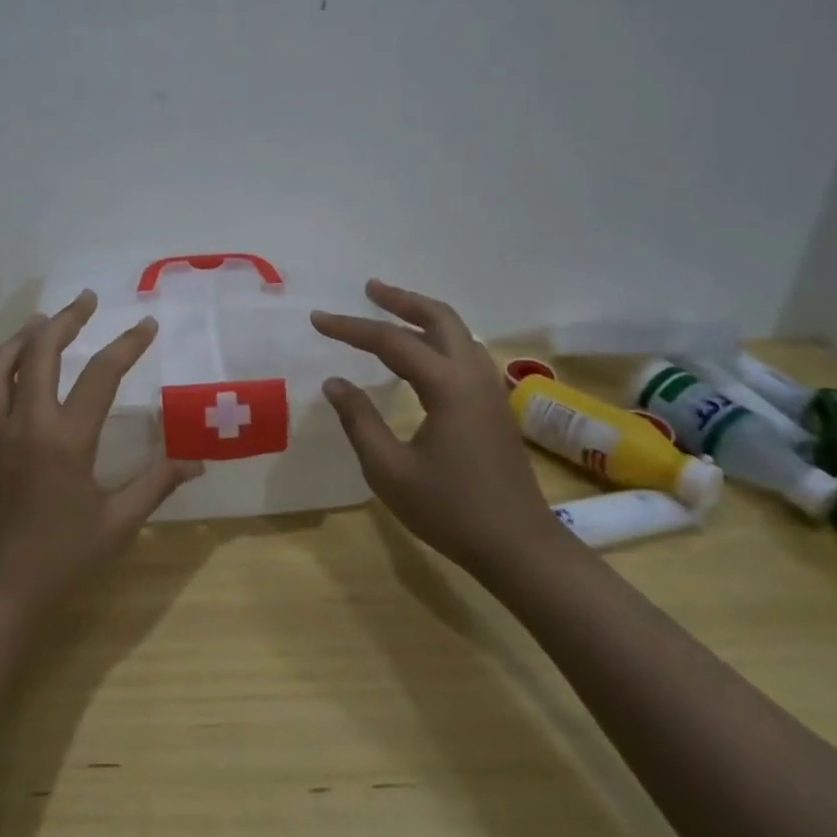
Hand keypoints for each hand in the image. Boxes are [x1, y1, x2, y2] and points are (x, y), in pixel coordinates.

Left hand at [0, 291, 202, 615]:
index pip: (101, 375)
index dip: (127, 344)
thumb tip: (198, 461)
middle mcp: (27, 424)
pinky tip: (8, 368)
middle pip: (41, 352)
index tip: (146, 324)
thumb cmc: (63, 556)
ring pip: (0, 366)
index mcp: (66, 439)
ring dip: (22, 337)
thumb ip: (157, 483)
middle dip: (66, 320)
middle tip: (87, 300)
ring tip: (42, 321)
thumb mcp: (119, 522)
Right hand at [312, 280, 562, 573]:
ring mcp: (489, 389)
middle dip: (401, 300)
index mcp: (447, 386)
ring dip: (423, 315)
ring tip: (391, 310)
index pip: (391, 341)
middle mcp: (472, 375)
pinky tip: (421, 353)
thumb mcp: (389, 470)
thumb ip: (359, 420)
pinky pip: (464, 351)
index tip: (317, 319)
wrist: (519, 546)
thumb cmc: (450, 510)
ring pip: (457, 332)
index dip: (351, 328)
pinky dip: (438, 337)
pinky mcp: (494, 405)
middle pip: (438, 317)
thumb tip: (335, 382)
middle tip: (368, 289)